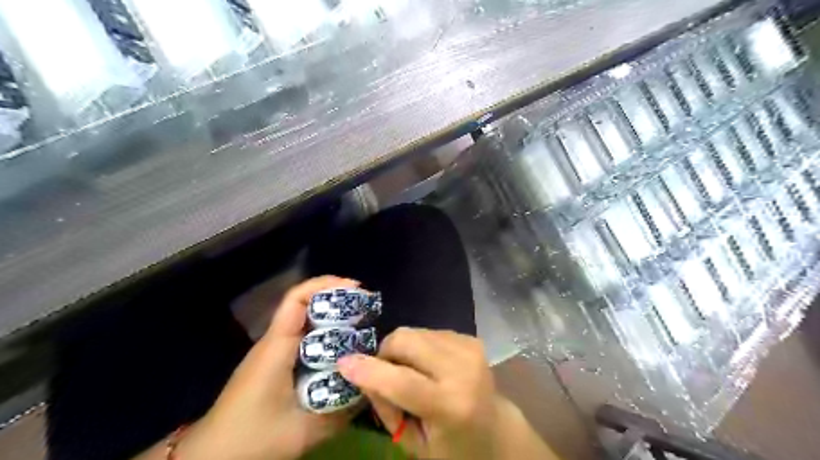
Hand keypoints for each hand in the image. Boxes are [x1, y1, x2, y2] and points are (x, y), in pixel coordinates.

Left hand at [171, 276, 358, 459]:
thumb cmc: (252, 438)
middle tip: (368, 309)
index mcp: (277, 346)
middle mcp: (274, 341)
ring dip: (333, 318)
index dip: (327, 285)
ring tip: (363, 326)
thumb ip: (341, 412)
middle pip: (305, 305)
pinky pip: (304, 339)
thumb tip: (372, 390)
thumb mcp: (303, 431)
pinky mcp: (274, 364)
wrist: (210, 458)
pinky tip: (342, 351)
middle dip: (337, 300)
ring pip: (306, 322)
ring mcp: (273, 352)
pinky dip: (325, 337)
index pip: (298, 299)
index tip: (356, 288)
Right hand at [336, 327, 559, 459]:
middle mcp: (463, 369)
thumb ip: (386, 406)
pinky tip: (429, 366)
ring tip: (413, 374)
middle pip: (405, 340)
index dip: (369, 371)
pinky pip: (427, 331)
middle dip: (385, 354)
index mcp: (451, 406)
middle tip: (386, 375)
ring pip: (413, 331)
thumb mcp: (413, 443)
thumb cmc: (452, 446)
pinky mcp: (470, 337)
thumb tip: (362, 370)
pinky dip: (418, 347)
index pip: (402, 382)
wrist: (496, 429)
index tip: (344, 363)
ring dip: (402, 351)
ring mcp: (469, 348)